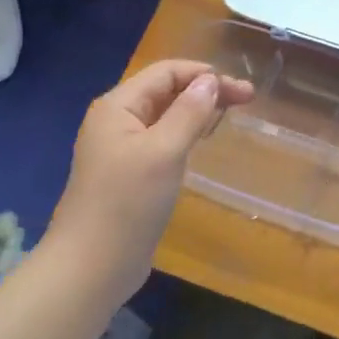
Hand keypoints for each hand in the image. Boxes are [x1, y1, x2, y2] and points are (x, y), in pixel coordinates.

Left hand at [47, 60, 253, 303]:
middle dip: (205, 90)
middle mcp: (116, 121)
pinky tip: (201, 143)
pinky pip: (161, 142)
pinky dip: (185, 135)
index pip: (166, 72)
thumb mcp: (163, 152)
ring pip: (164, 117)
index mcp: (117, 106)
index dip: (205, 74)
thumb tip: (209, 81)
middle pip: (165, 91)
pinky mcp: (128, 175)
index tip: (243, 91)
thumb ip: (188, 112)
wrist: (92, 266)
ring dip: (196, 111)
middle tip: (247, 101)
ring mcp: (120, 149)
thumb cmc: (127, 203)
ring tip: (229, 116)